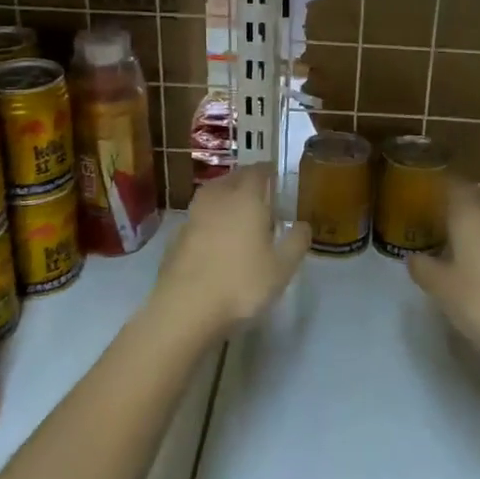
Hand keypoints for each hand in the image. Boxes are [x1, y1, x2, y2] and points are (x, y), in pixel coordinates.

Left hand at [148, 165, 309, 338]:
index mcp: (246, 199)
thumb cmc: (241, 283)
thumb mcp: (282, 268)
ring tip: (238, 211)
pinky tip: (216, 237)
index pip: (257, 172)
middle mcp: (218, 199)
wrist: (185, 308)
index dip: (267, 170)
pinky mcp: (176, 237)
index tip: (275, 172)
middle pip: (232, 179)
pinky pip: (199, 217)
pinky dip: (210, 219)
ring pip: (212, 195)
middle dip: (246, 180)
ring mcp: (193, 216)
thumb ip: (296, 241)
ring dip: (225, 197)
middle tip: (259, 191)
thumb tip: (303, 224)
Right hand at [407, 180, 479, 373]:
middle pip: (473, 199)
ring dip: (475, 228)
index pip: (452, 184)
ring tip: (458, 248)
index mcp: (469, 213)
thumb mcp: (441, 288)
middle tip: (436, 225)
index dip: (437, 188)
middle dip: (455, 208)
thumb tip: (414, 257)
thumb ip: (422, 268)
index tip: (422, 199)